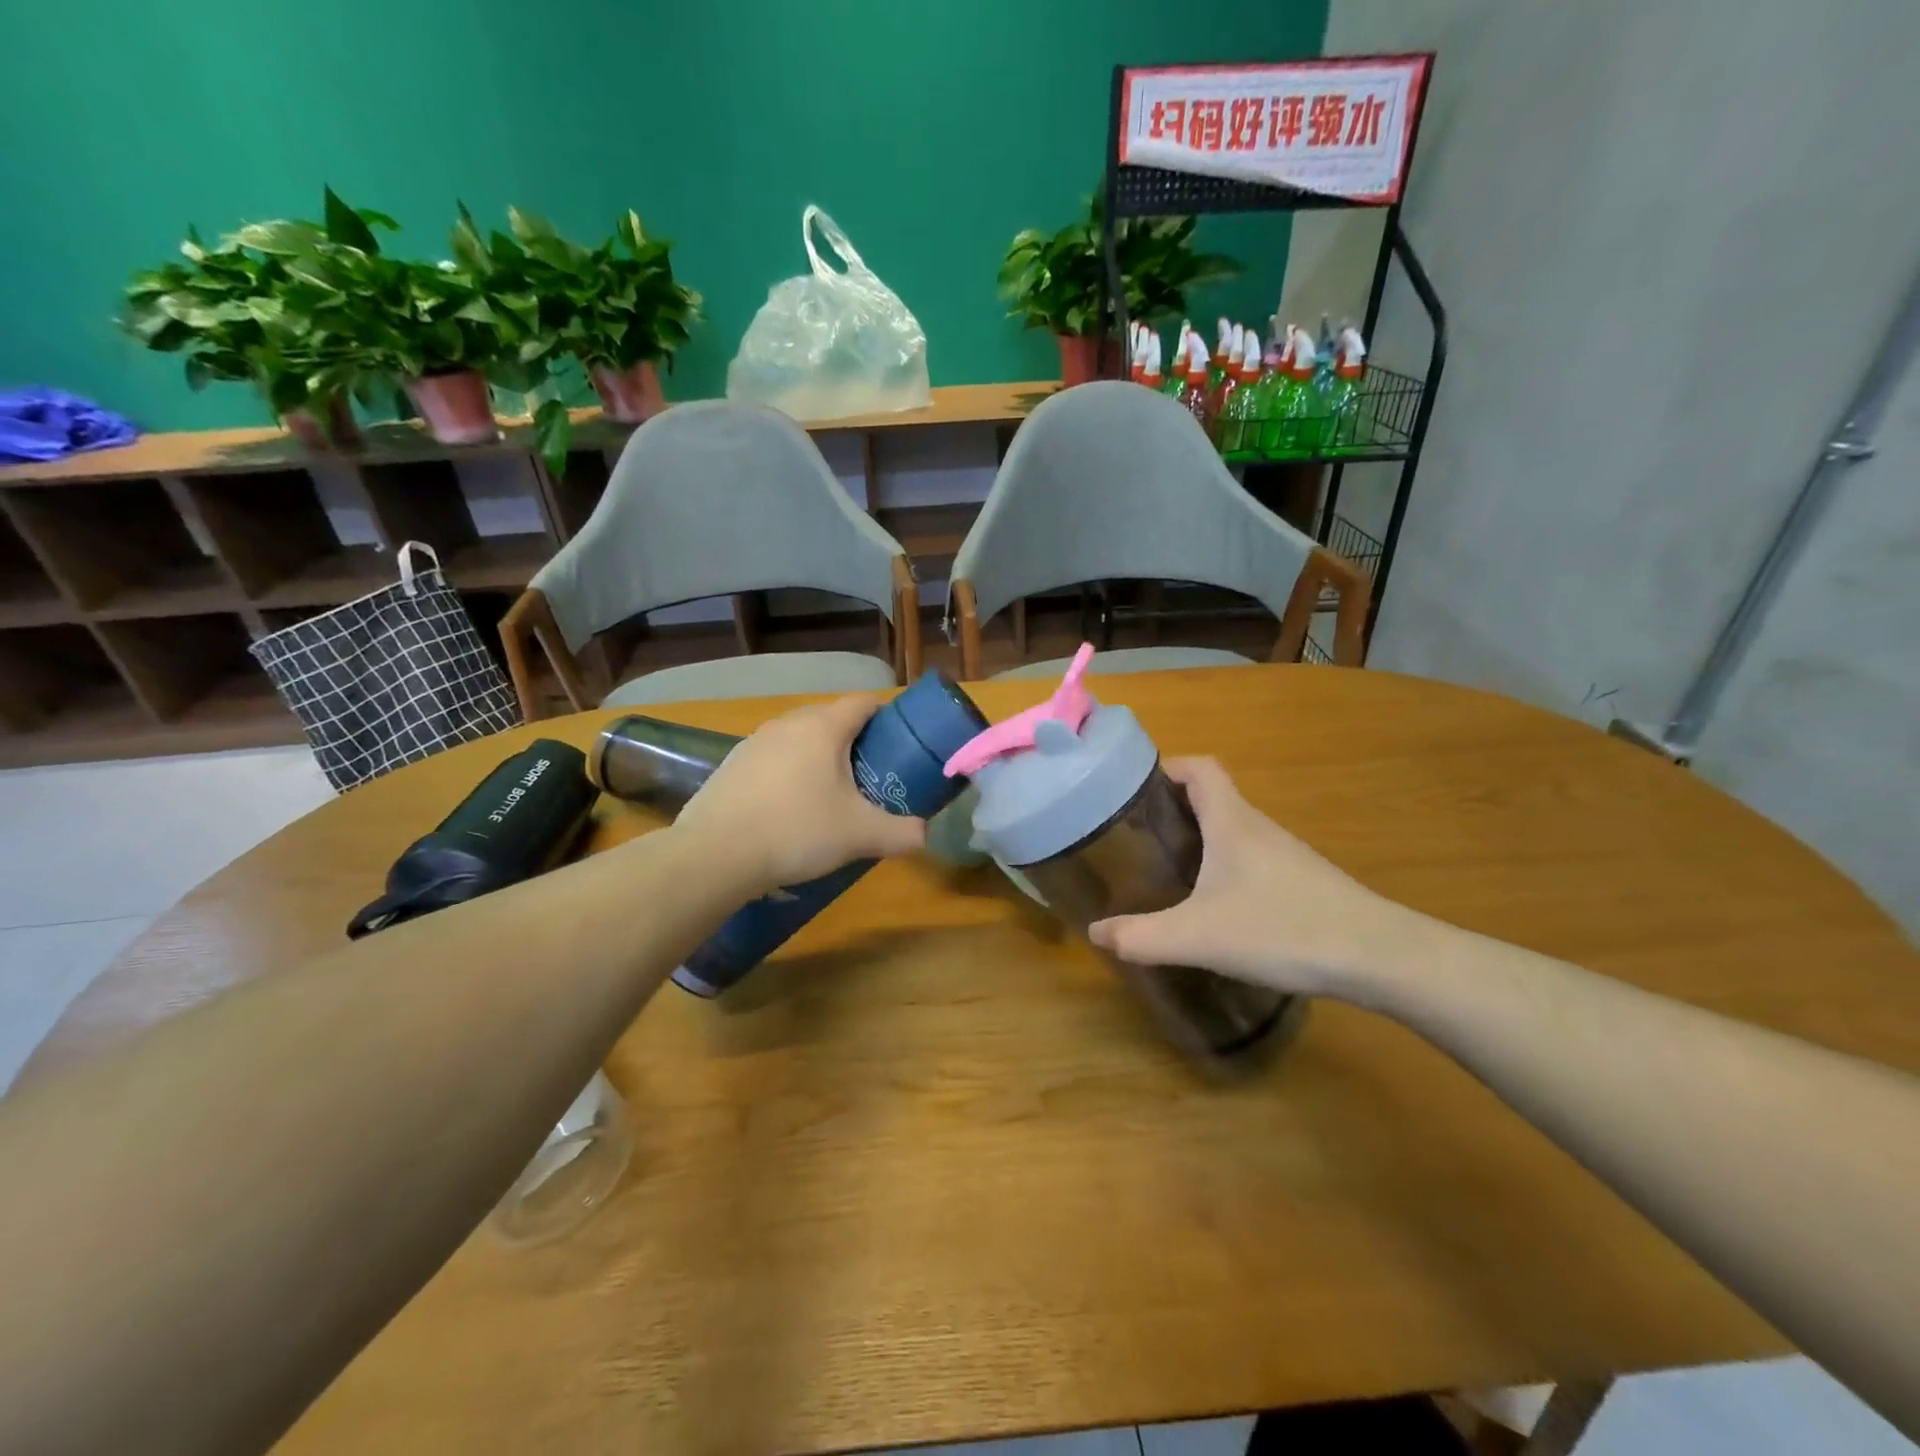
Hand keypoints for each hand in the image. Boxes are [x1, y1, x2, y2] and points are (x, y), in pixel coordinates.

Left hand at [672, 694, 925, 894]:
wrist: (716, 854)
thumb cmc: (797, 830)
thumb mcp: (861, 835)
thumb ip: (902, 833)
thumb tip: (924, 836)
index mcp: (823, 727)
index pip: (863, 703)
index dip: (886, 716)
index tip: (900, 742)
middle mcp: (787, 723)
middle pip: (830, 718)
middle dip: (854, 740)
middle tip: (871, 774)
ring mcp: (754, 742)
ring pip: (798, 739)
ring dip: (818, 757)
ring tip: (830, 793)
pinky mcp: (731, 765)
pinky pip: (772, 759)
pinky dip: (788, 773)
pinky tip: (789, 809)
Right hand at [1088, 757, 1429, 1001]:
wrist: (1379, 957)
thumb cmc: (1282, 929)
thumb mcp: (1198, 937)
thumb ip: (1141, 936)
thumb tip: (1096, 932)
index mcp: (1232, 821)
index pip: (1200, 767)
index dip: (1167, 767)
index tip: (1134, 789)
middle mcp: (1258, 827)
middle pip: (1212, 797)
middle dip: (1172, 809)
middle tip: (1137, 836)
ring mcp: (1284, 854)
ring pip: (1232, 830)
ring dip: (1199, 838)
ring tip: (1167, 869)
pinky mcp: (1302, 882)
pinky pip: (1251, 858)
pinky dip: (1224, 866)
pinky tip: (1215, 905)